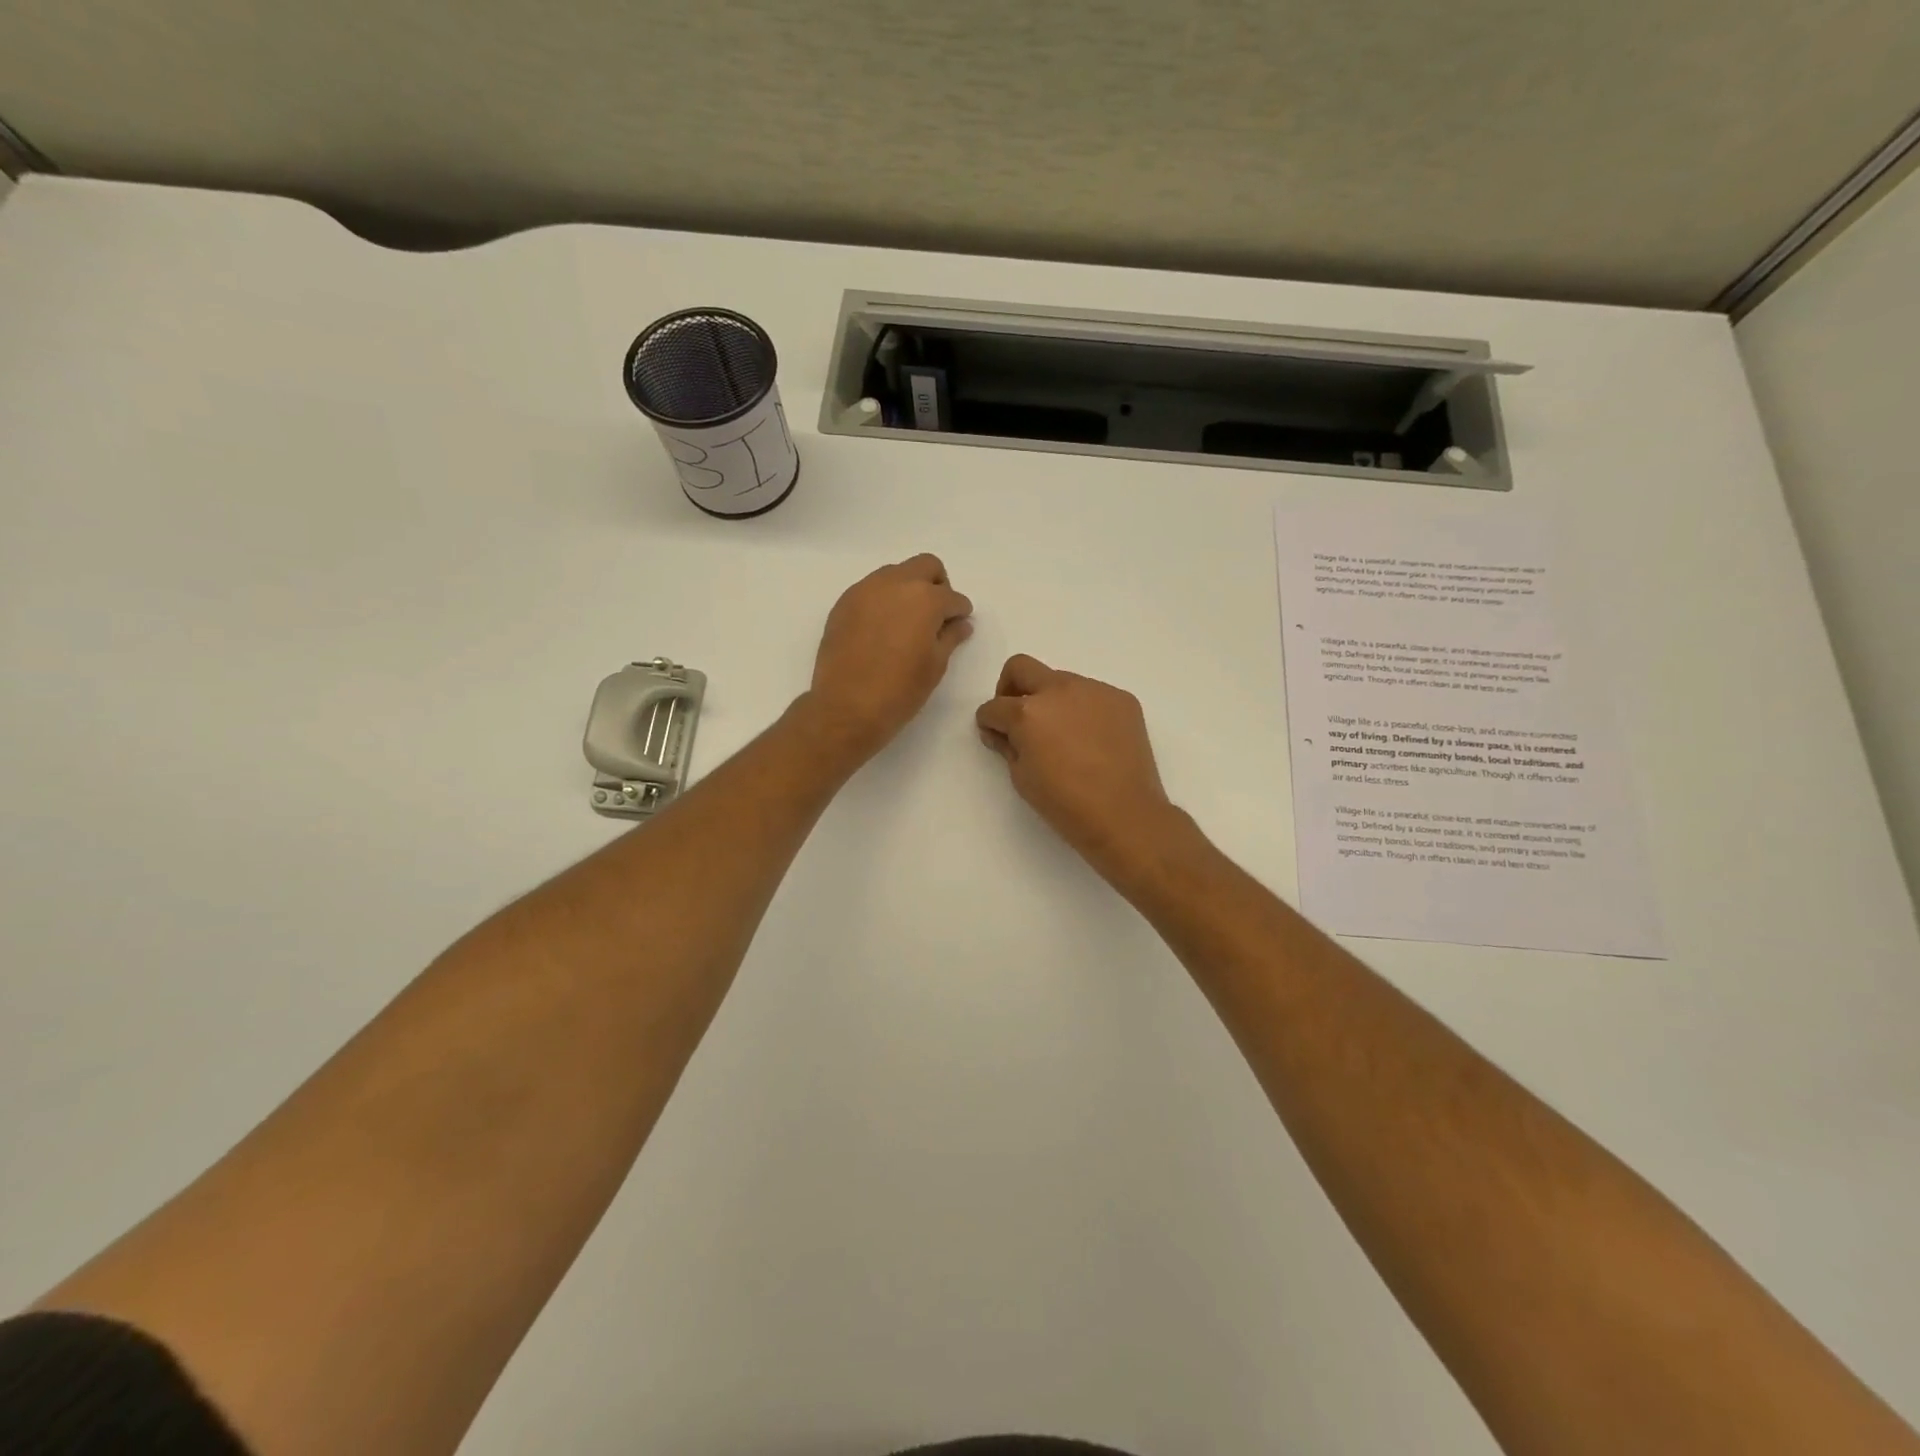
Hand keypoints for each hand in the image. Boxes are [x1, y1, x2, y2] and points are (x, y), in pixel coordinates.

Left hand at [804, 553, 973, 764]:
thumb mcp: (935, 665)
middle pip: (925, 566)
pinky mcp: (844, 603)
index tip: (958, 624)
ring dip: (908, 588)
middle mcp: (895, 583)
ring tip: (907, 622)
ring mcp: (865, 590)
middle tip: (936, 614)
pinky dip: (883, 600)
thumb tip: (961, 624)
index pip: (953, 597)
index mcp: (925, 598)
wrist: (846, 706)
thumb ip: (950, 637)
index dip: (960, 611)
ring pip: (895, 573)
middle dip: (937, 585)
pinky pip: (870, 589)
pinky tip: (882, 628)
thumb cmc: (900, 690)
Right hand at [976, 655, 1182, 883]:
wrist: (1125, 815)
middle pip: (1021, 667)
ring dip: (1051, 700)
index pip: (994, 706)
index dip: (988, 722)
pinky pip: (1092, 695)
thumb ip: (1007, 745)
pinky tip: (1091, 741)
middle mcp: (1059, 690)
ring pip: (1060, 681)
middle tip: (1018, 718)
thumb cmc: (1065, 804)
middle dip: (1010, 688)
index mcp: (1028, 712)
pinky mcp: (1121, 699)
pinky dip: (1082, 710)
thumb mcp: (1021, 778)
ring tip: (1063, 736)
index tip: (995, 735)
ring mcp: (1094, 690)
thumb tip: (1001, 732)